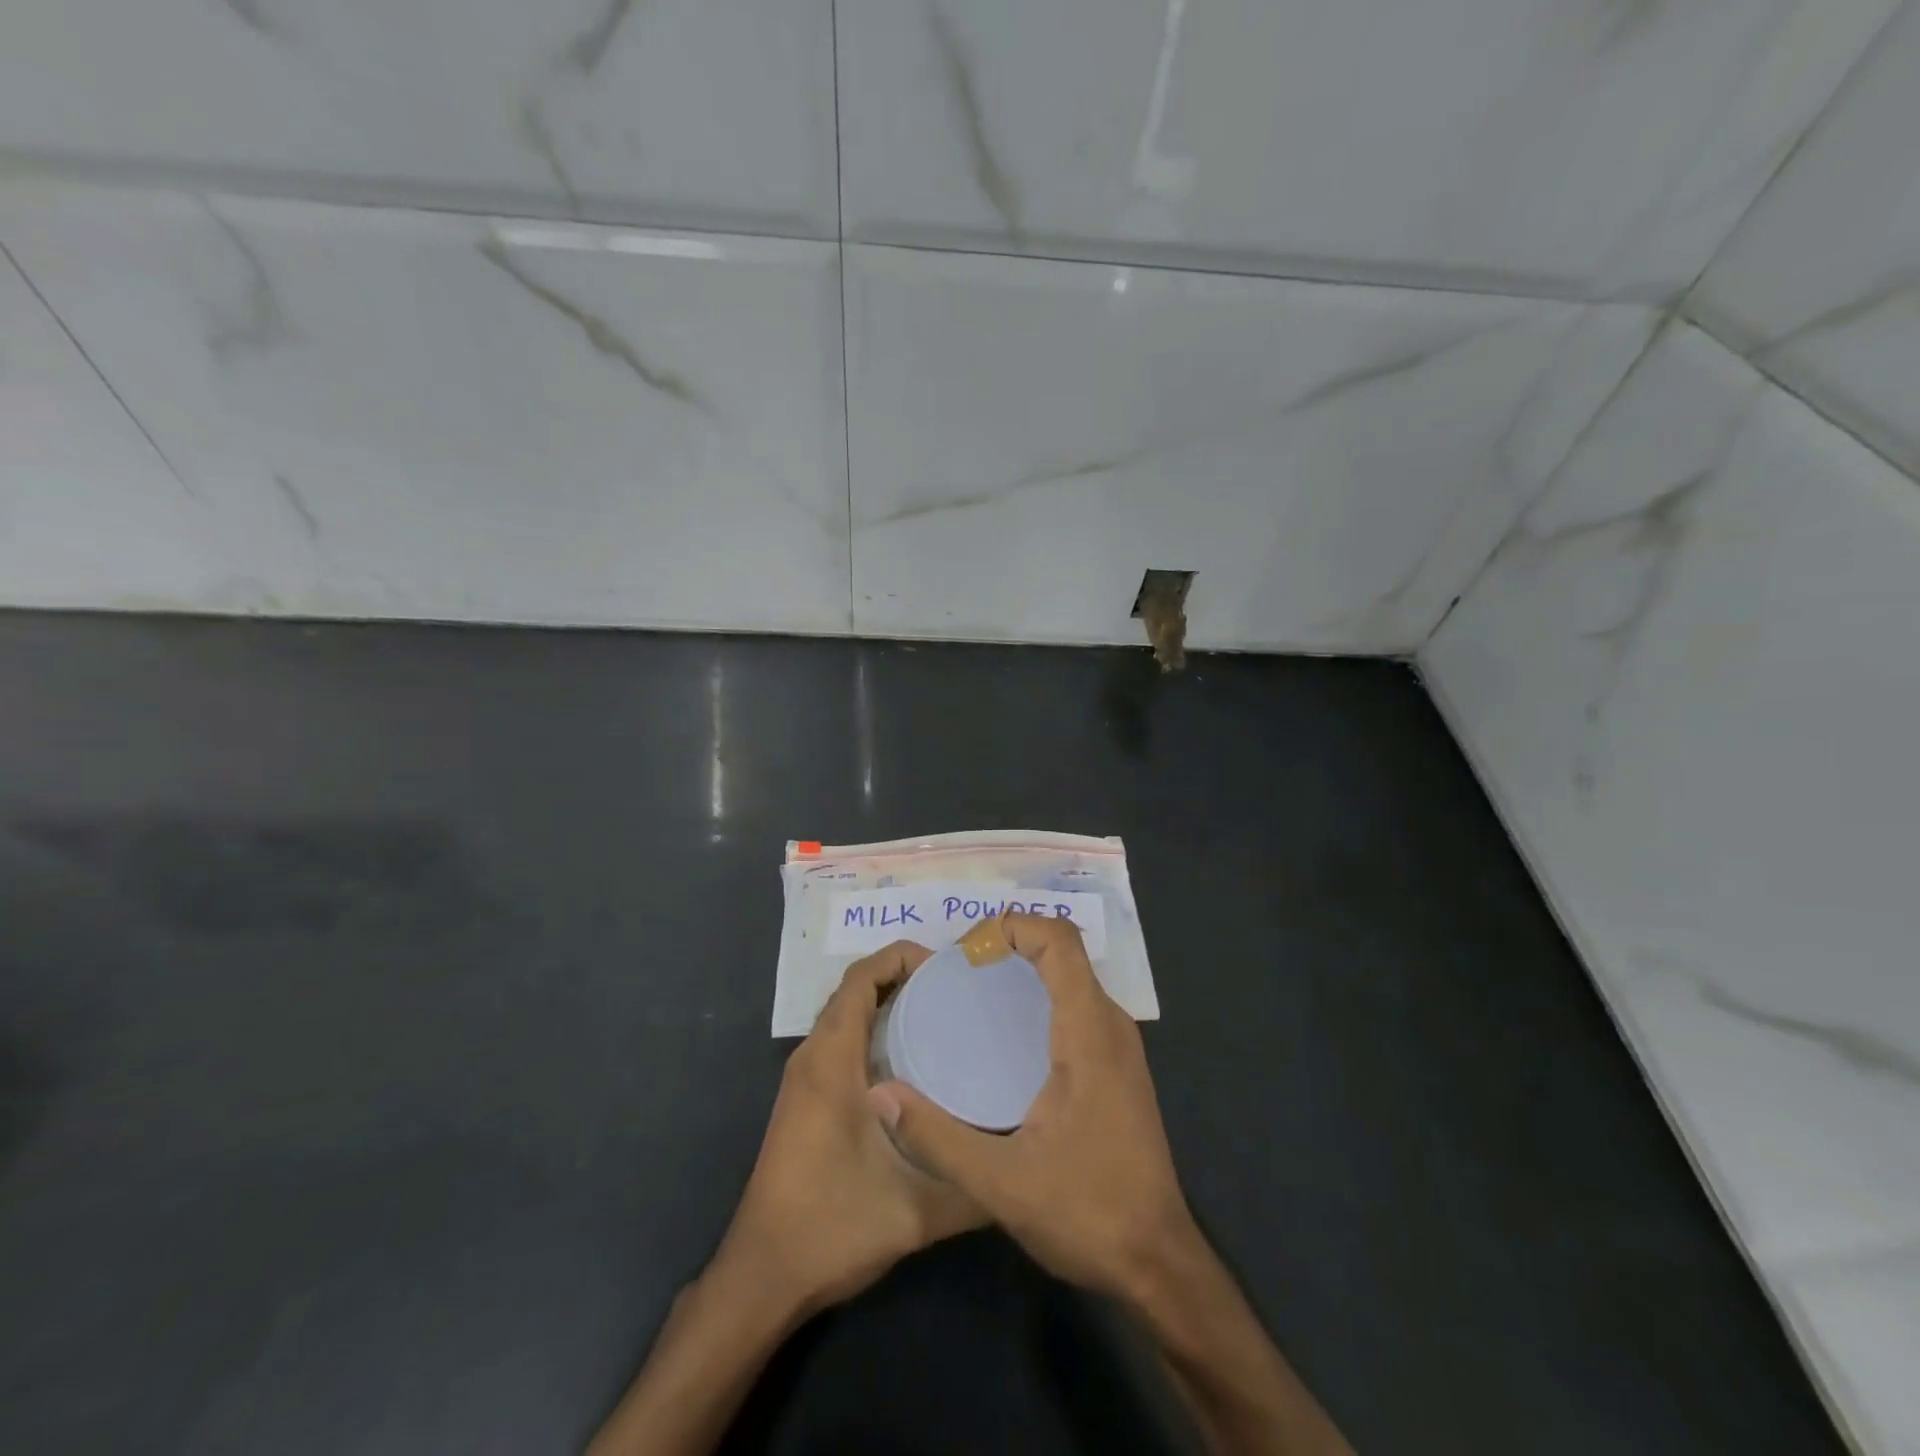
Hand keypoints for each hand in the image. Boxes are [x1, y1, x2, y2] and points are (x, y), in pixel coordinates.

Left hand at [712, 942, 984, 1317]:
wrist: (763, 1277)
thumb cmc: (831, 1227)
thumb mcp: (914, 1211)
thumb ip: (973, 1188)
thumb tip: (1024, 1161)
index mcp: (831, 1061)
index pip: (860, 978)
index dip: (900, 956)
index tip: (948, 966)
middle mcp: (812, 1057)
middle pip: (855, 989)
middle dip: (903, 975)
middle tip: (959, 989)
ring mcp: (804, 1079)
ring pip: (847, 1015)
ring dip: (889, 1003)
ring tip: (945, 1013)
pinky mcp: (806, 1099)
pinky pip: (842, 1041)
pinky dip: (875, 1030)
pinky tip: (915, 1059)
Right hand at [868, 914, 1198, 1304]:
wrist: (1158, 1263)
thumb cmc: (1088, 1212)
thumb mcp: (1001, 1182)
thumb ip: (937, 1136)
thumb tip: (880, 1094)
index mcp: (1088, 1032)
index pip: (1059, 940)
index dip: (1012, 926)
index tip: (967, 952)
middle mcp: (1110, 1025)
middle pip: (1064, 951)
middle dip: (1011, 944)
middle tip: (959, 973)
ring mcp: (1119, 1046)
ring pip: (1073, 977)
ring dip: (1027, 969)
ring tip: (974, 994)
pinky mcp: (1118, 1067)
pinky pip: (1079, 1004)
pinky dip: (1042, 996)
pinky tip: (1006, 1036)